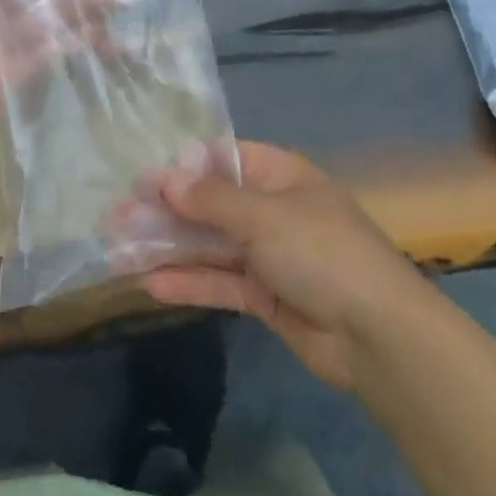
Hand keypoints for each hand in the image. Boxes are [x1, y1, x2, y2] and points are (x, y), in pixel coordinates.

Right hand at [143, 141, 427, 393]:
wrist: (377, 336)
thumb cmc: (321, 253)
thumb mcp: (264, 217)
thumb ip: (211, 200)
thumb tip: (165, 177)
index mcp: (280, 176)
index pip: (223, 159)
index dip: (183, 167)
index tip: (142, 178)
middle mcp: (273, 210)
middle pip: (210, 203)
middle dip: (166, 210)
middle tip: (117, 217)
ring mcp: (269, 254)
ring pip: (211, 244)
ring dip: (169, 247)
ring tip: (120, 250)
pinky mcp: (266, 296)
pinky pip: (221, 282)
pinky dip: (190, 282)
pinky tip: (151, 285)